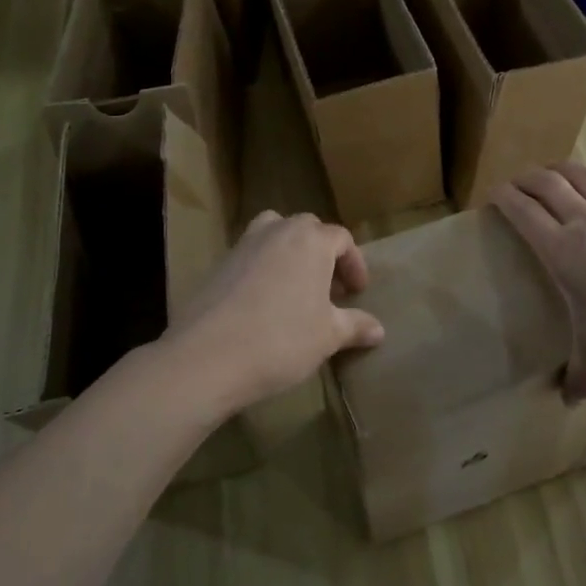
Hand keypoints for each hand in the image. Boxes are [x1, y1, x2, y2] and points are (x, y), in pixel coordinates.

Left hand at [166, 210, 384, 413]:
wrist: (207, 356)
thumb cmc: (281, 340)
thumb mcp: (327, 336)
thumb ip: (355, 326)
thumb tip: (378, 330)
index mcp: (311, 240)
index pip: (341, 238)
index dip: (354, 264)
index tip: (357, 292)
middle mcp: (278, 231)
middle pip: (308, 229)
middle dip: (323, 254)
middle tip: (330, 288)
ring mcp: (244, 244)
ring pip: (275, 233)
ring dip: (290, 251)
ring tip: (296, 285)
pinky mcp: (219, 263)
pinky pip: (251, 253)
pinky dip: (264, 266)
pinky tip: (264, 301)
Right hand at [495, 159, 585, 400]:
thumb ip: (583, 374)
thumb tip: (568, 403)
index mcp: (561, 248)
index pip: (524, 213)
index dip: (505, 198)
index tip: (493, 192)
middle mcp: (584, 221)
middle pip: (549, 187)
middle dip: (528, 179)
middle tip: (518, 180)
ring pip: (584, 178)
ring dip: (565, 168)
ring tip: (553, 167)